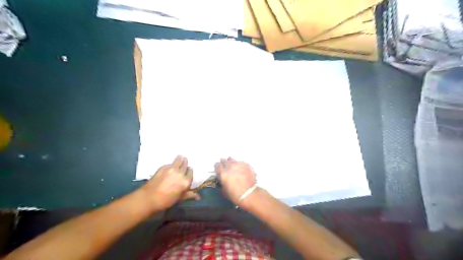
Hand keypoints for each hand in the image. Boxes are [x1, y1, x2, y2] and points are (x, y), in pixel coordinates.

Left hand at [139, 155, 200, 211]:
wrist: (149, 198)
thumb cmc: (166, 201)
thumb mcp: (180, 198)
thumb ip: (190, 195)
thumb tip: (199, 197)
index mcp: (186, 181)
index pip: (190, 172)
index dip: (189, 171)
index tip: (188, 170)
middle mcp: (180, 173)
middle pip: (185, 164)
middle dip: (185, 163)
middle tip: (184, 162)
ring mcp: (172, 169)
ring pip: (179, 159)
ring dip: (180, 159)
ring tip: (180, 158)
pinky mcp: (163, 167)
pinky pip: (169, 163)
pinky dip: (170, 164)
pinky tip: (169, 167)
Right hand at [214, 157, 256, 206]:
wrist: (249, 194)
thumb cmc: (235, 195)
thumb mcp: (224, 191)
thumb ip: (221, 183)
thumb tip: (221, 180)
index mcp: (223, 173)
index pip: (217, 165)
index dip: (217, 166)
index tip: (218, 168)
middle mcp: (229, 167)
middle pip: (224, 160)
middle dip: (223, 163)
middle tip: (225, 166)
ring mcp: (238, 164)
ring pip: (232, 159)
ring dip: (230, 161)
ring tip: (232, 165)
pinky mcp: (246, 164)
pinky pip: (240, 162)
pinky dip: (238, 164)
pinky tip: (240, 167)